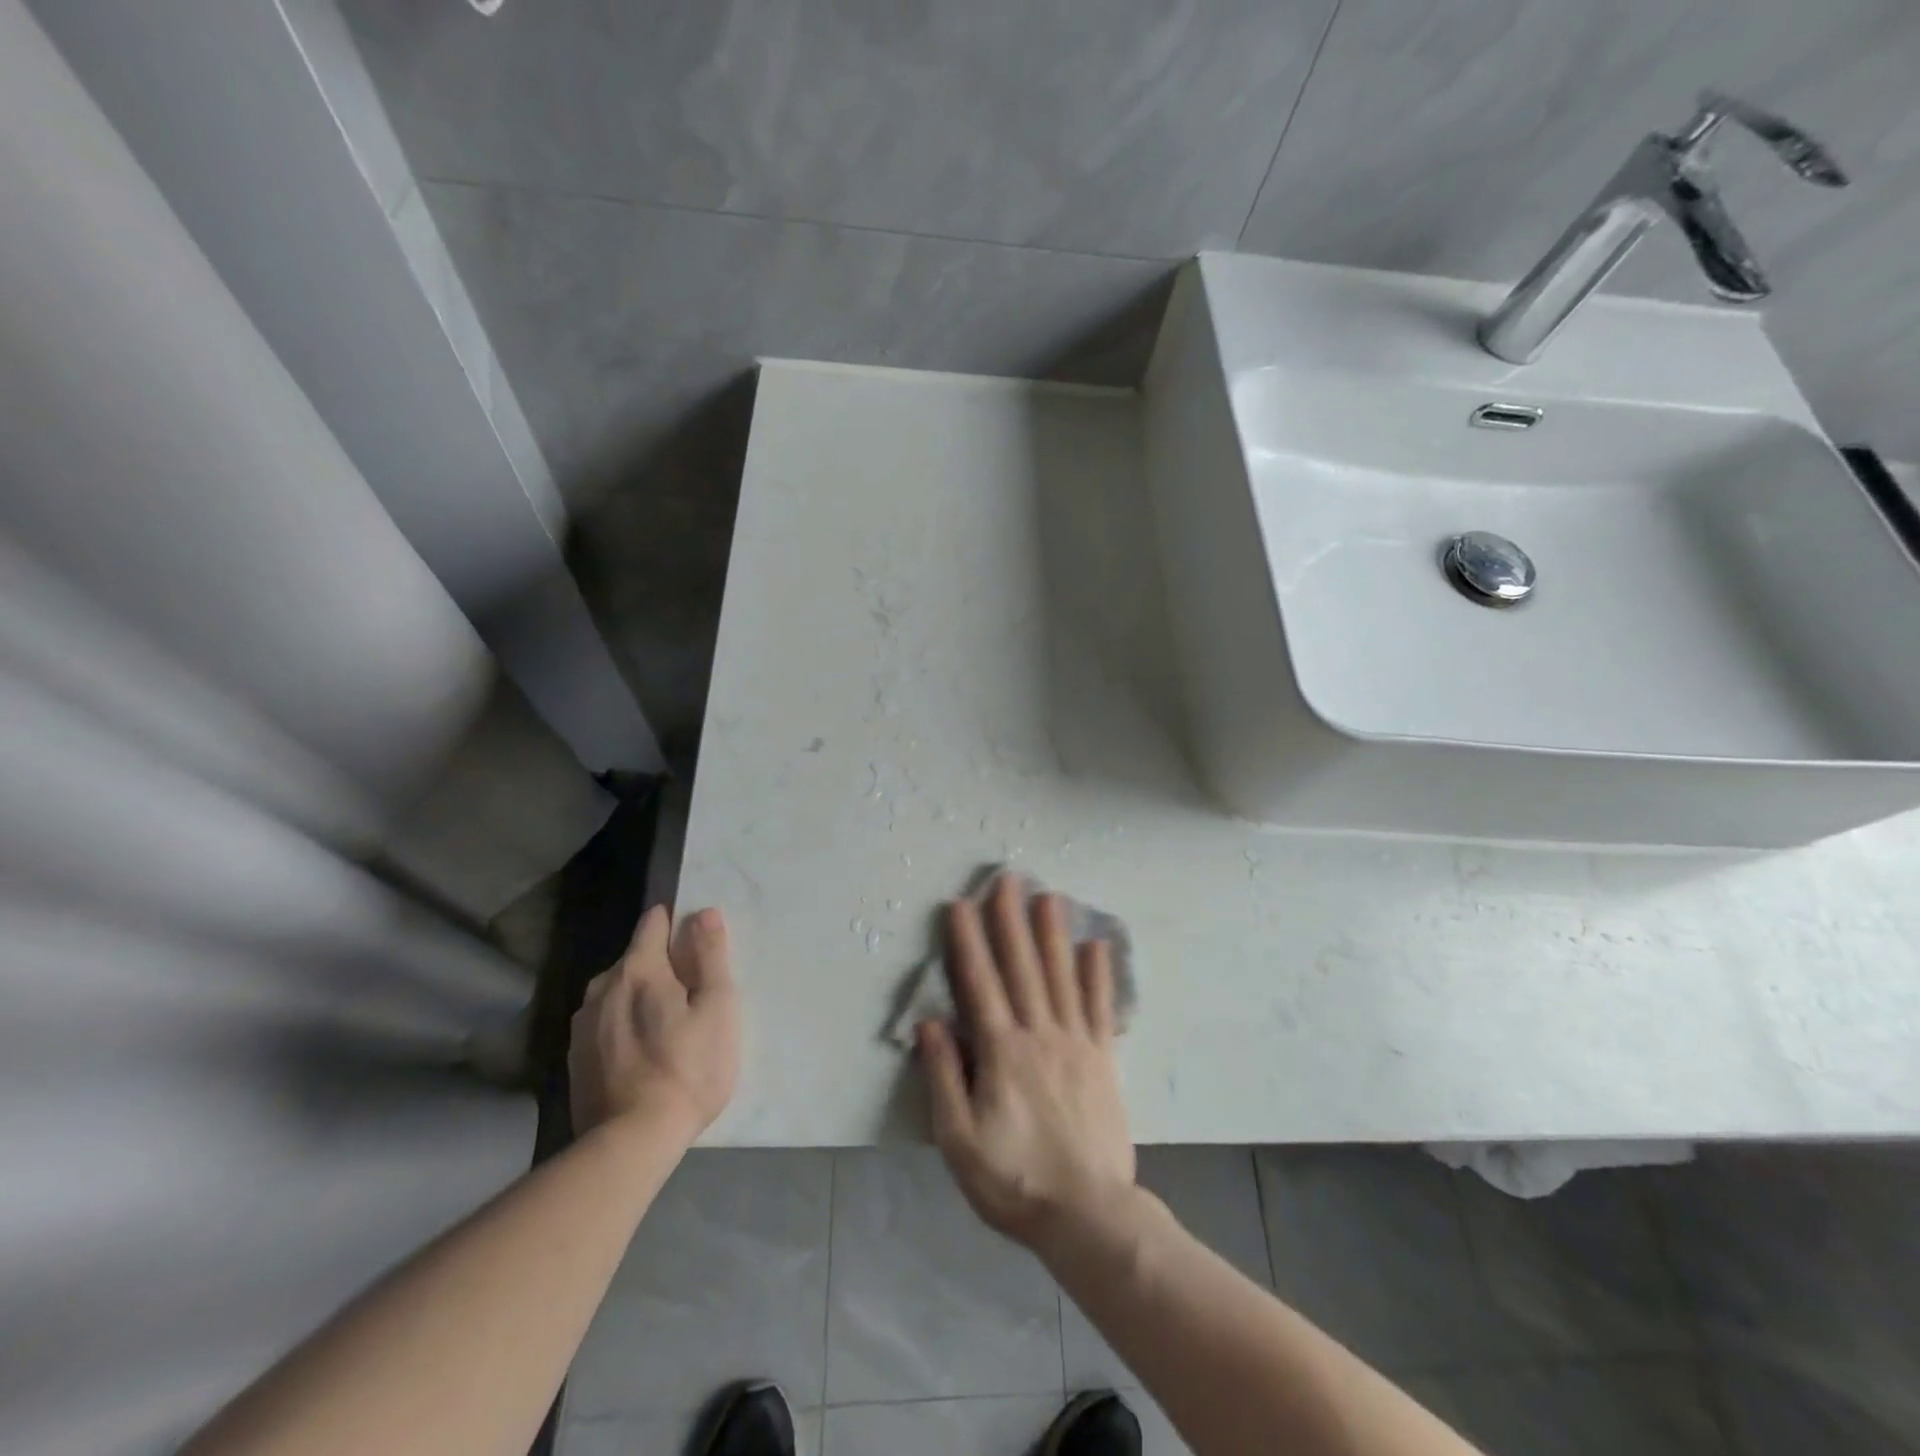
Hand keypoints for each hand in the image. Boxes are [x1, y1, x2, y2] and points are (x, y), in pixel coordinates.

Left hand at [569, 904, 738, 1142]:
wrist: (631, 1142)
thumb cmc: (688, 1068)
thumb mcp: (717, 1007)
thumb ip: (710, 955)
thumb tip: (703, 913)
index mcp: (638, 969)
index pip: (652, 923)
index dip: (676, 924)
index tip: (697, 944)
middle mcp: (602, 987)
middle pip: (635, 958)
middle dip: (661, 966)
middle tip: (691, 996)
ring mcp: (583, 1025)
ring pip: (616, 992)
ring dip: (639, 997)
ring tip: (666, 1027)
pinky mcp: (575, 1059)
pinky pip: (604, 1023)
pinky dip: (623, 1026)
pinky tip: (642, 1054)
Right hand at [918, 874, 1135, 1249]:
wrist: (1088, 1215)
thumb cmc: (1014, 1180)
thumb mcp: (959, 1140)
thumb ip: (945, 1077)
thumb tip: (931, 1022)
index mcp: (1002, 1051)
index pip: (980, 983)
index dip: (968, 941)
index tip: (961, 904)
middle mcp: (1039, 1034)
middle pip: (1022, 966)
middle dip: (1011, 919)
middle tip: (1008, 879)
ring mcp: (1076, 1042)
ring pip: (1061, 976)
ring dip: (1053, 933)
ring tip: (1049, 896)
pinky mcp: (1103, 1058)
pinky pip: (1099, 1007)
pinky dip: (1098, 974)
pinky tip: (1096, 946)